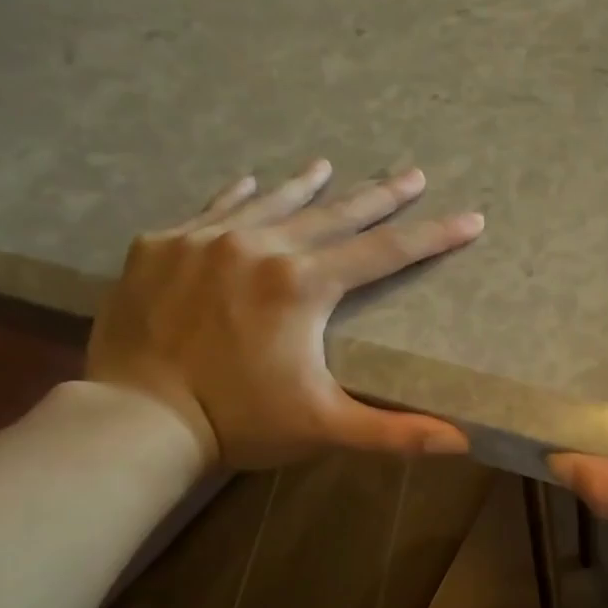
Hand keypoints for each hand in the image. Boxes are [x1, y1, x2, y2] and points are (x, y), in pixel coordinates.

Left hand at [86, 161, 482, 470]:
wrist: (137, 417)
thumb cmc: (241, 421)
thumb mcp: (326, 427)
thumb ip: (396, 432)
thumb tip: (463, 442)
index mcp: (303, 285)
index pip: (384, 253)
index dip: (432, 237)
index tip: (470, 218)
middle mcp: (258, 247)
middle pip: (333, 215)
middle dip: (378, 196)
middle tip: (412, 173)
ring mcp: (204, 240)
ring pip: (271, 203)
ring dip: (307, 186)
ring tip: (329, 165)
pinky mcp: (160, 247)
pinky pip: (210, 208)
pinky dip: (239, 196)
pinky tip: (251, 182)